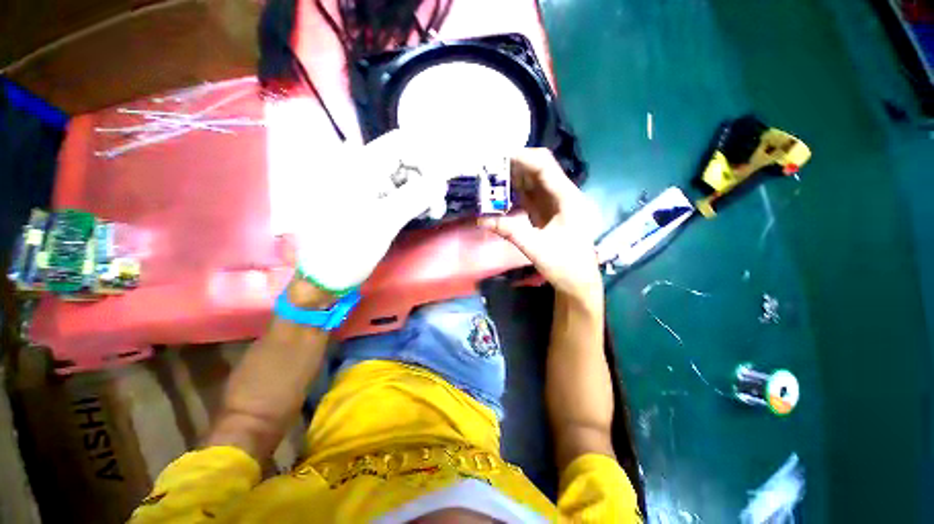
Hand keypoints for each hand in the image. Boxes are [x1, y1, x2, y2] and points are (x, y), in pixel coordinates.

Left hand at [294, 130, 447, 293]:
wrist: (324, 274)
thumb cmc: (348, 248)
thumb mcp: (384, 222)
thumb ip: (414, 197)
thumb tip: (441, 181)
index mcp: (359, 166)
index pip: (401, 144)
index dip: (426, 159)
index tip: (440, 185)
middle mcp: (362, 168)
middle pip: (406, 159)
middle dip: (428, 179)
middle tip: (438, 206)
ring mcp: (367, 184)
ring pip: (406, 176)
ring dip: (424, 191)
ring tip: (433, 213)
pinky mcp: (373, 199)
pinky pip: (400, 191)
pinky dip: (415, 199)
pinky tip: (423, 213)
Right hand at [480, 149, 602, 307]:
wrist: (578, 282)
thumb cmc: (564, 265)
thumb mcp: (536, 248)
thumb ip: (510, 231)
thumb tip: (482, 219)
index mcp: (568, 198)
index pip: (545, 166)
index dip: (522, 157)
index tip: (498, 157)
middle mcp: (564, 195)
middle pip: (539, 170)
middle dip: (515, 165)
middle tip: (489, 166)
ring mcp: (556, 203)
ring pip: (534, 182)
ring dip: (514, 177)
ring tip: (491, 175)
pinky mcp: (548, 212)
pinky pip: (531, 196)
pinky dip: (516, 191)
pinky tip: (501, 190)